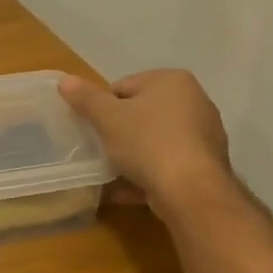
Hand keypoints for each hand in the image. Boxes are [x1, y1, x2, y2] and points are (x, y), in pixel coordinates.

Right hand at [58, 70, 232, 211]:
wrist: (191, 191)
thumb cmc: (147, 142)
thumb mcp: (107, 117)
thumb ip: (85, 98)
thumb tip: (65, 81)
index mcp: (172, 81)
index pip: (124, 86)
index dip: (104, 108)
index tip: (95, 128)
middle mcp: (195, 101)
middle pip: (142, 113)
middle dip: (120, 131)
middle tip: (103, 149)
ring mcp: (204, 135)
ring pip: (155, 141)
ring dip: (133, 156)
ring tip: (113, 173)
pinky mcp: (206, 166)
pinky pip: (168, 164)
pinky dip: (149, 174)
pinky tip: (128, 191)